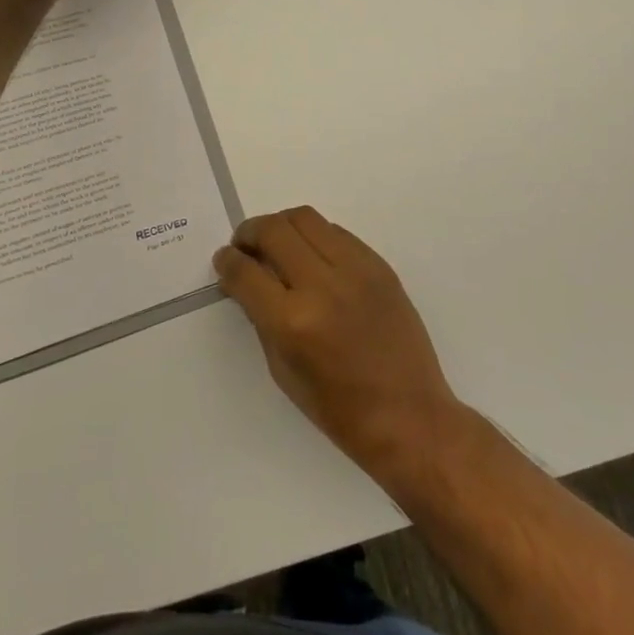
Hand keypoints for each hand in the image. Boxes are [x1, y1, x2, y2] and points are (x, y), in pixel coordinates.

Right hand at [214, 207, 464, 477]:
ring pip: (306, 218)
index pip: (246, 272)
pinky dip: (316, 237)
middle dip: (250, 233)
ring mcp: (355, 270)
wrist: (409, 415)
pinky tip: (312, 256)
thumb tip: (249, 282)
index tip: (224, 259)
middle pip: (274, 230)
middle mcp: (322, 285)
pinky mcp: (379, 265)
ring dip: (282, 226)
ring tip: (276, 243)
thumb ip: (263, 319)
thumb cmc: (340, 409)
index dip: (227, 261)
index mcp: (293, 322)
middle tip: (245, 245)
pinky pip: (337, 232)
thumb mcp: (284, 372)